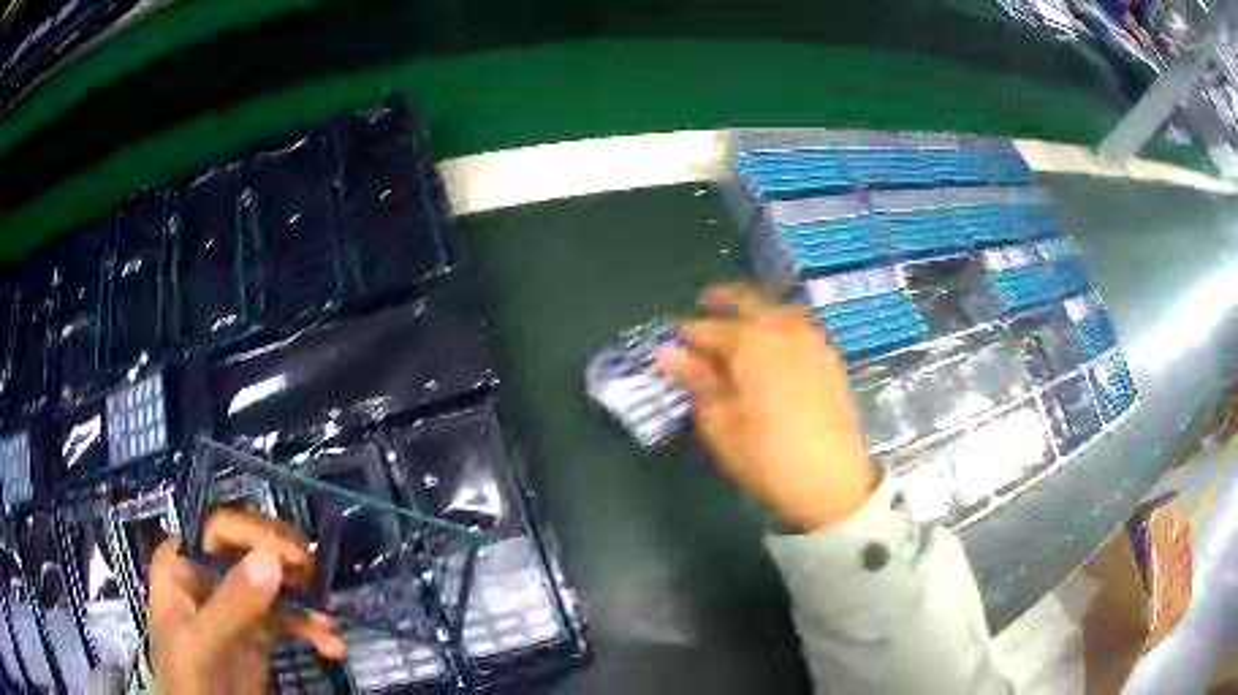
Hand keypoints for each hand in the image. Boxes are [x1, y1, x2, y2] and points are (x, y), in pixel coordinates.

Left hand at [148, 509, 344, 694]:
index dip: (254, 535)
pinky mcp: (257, 632)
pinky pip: (287, 619)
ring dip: (304, 602)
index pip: (217, 529)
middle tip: (318, 580)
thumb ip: (232, 605)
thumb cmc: (188, 675)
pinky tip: (328, 645)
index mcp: (182, 563)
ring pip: (274, 586)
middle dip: (286, 567)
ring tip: (326, 622)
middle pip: (250, 552)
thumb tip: (271, 560)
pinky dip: (309, 629)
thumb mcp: (204, 642)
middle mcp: (208, 575)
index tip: (293, 556)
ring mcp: (234, 605)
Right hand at [655, 283, 875, 531]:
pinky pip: (793, 325)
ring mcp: (810, 337)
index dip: (680, 337)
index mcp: (750, 339)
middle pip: (743, 299)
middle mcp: (782, 325)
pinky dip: (774, 326)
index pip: (702, 326)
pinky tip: (767, 349)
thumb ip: (694, 380)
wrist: (834, 482)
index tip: (666, 350)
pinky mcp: (827, 354)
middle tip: (700, 314)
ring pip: (772, 308)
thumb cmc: (766, 456)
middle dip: (717, 302)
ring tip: (733, 333)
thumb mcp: (719, 424)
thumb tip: (666, 351)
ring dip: (748, 311)